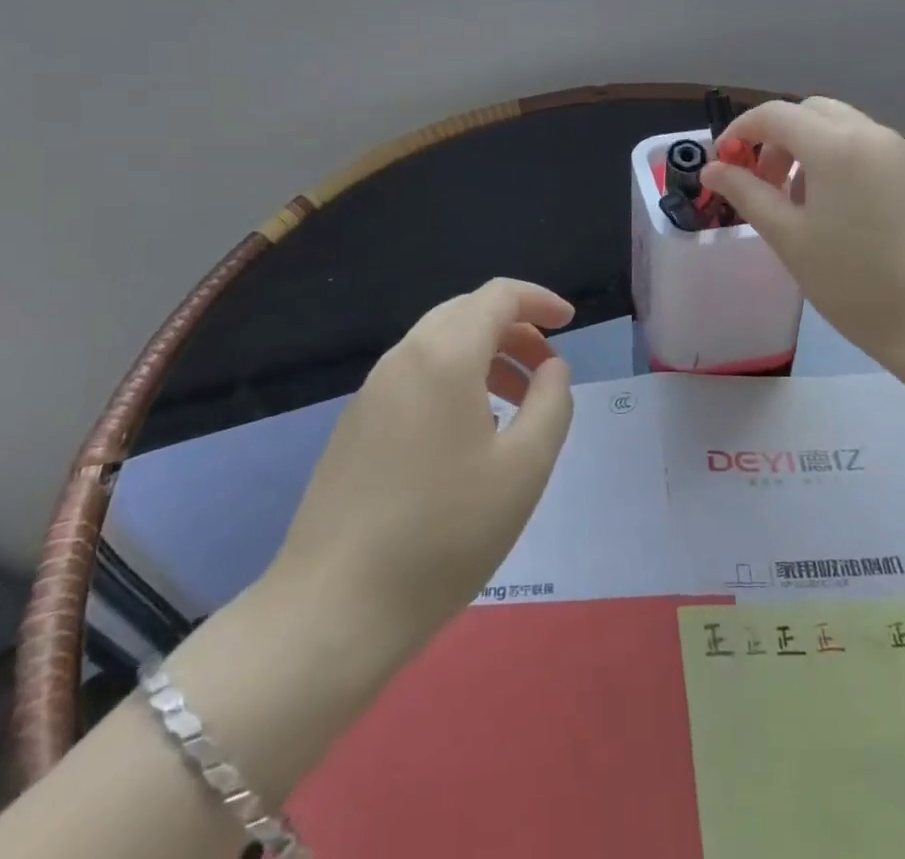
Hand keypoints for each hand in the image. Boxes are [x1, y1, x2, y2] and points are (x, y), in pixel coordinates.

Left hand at [265, 279, 575, 657]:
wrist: (335, 608)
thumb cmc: (444, 534)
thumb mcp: (524, 469)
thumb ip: (551, 403)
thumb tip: (551, 367)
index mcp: (444, 355)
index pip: (497, 295)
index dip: (539, 300)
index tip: (569, 323)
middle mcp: (403, 357)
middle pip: (466, 313)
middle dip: (514, 328)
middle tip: (546, 367)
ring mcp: (372, 390)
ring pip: (438, 344)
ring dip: (484, 356)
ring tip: (516, 404)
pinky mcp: (355, 424)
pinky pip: (415, 376)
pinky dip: (453, 380)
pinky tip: (468, 434)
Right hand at [701, 98, 904, 370]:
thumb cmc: (853, 282)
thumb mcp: (788, 238)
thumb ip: (746, 193)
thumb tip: (713, 168)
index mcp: (835, 145)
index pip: (775, 114)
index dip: (740, 130)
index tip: (723, 161)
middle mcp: (872, 135)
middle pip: (811, 112)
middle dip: (777, 137)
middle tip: (763, 181)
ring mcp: (904, 154)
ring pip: (843, 129)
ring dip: (809, 149)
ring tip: (800, 203)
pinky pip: (870, 151)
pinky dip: (842, 163)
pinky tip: (842, 214)